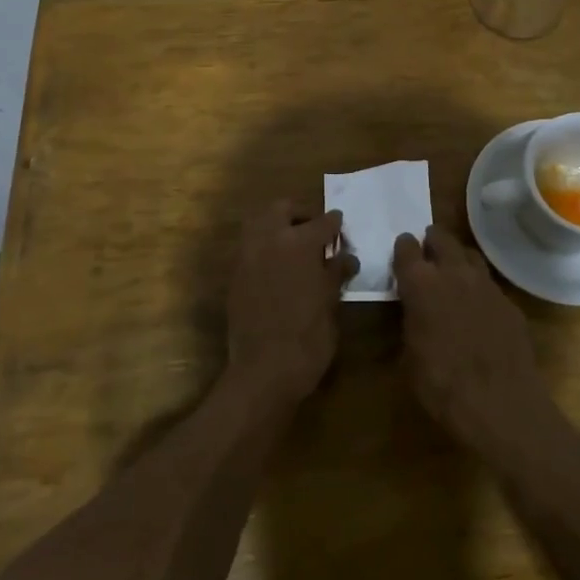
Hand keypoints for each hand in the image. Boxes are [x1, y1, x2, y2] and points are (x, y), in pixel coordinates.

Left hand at [226, 201, 355, 402]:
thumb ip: (335, 272)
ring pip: (259, 223)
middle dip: (300, 214)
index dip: (335, 224)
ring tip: (295, 246)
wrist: (264, 371)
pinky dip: (264, 247)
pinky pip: (249, 247)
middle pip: (282, 208)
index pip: (323, 222)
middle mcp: (269, 240)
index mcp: (299, 243)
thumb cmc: (308, 338)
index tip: (341, 227)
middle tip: (315, 230)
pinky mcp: (234, 276)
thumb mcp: (331, 303)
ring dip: (277, 226)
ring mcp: (246, 256)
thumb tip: (345, 256)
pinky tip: (279, 267)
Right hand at [393, 225, 556, 447]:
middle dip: (432, 241)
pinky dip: (479, 289)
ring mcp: (486, 286)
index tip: (401, 251)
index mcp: (421, 284)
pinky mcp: (510, 303)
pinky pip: (490, 285)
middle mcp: (454, 274)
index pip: (406, 249)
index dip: (402, 248)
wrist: (500, 405)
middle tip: (427, 251)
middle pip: (442, 238)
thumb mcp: (409, 357)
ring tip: (452, 272)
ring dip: (458, 258)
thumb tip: (413, 312)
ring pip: (470, 255)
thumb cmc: (441, 385)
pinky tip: (478, 308)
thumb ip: (410, 322)